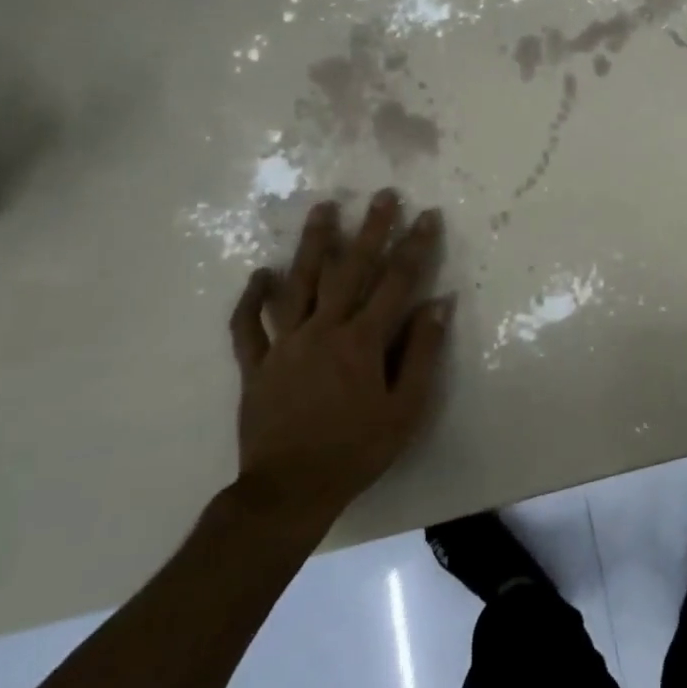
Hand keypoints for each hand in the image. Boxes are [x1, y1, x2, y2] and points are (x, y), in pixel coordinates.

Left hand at [227, 191, 450, 533]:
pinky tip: (261, 273)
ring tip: (322, 209)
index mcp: (362, 342)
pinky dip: (252, 298)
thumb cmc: (357, 450)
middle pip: (349, 269)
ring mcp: (284, 345)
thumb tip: (439, 303)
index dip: (415, 246)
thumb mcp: (406, 408)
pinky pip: (248, 325)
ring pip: (298, 283)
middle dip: (370, 229)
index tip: (427, 215)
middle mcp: (323, 331)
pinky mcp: (255, 365)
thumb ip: (422, 352)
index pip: (396, 282)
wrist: (289, 492)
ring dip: (312, 244)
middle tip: (382, 195)